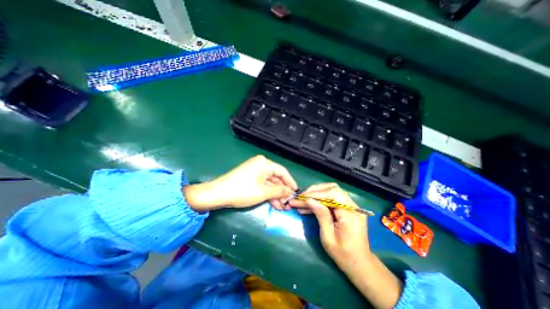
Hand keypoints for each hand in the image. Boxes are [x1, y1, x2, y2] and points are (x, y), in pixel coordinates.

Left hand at [183, 155, 296, 211]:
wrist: (218, 194)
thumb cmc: (243, 191)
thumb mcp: (264, 192)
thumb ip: (279, 191)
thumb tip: (291, 192)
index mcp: (264, 163)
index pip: (282, 172)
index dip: (290, 182)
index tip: (296, 192)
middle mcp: (260, 165)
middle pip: (276, 178)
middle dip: (282, 191)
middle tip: (288, 203)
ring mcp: (255, 171)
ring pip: (270, 183)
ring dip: (276, 194)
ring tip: (282, 206)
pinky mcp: (250, 178)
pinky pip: (263, 185)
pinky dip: (268, 194)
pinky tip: (274, 204)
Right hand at [288, 184, 369, 272]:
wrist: (359, 263)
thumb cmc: (343, 255)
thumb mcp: (328, 237)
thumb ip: (321, 215)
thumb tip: (309, 200)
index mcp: (351, 215)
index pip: (333, 194)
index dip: (317, 193)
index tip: (302, 197)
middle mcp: (354, 207)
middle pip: (333, 189)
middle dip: (315, 191)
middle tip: (301, 197)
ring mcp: (352, 206)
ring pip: (331, 191)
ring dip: (316, 194)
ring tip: (302, 201)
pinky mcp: (347, 208)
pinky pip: (332, 199)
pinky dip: (320, 200)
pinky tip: (308, 205)